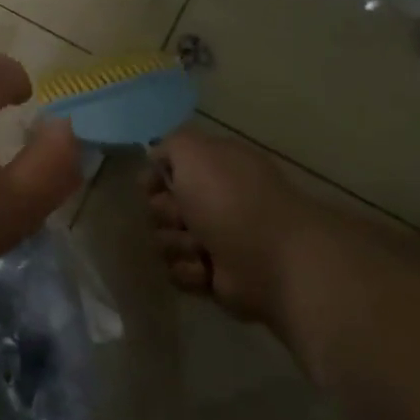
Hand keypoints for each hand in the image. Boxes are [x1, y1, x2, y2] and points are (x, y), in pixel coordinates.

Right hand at [143, 129, 312, 331]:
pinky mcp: (214, 276)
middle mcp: (215, 201)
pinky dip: (190, 271)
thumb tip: (156, 159)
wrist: (269, 258)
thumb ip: (170, 144)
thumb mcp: (194, 150)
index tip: (150, 186)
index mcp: (215, 168)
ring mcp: (215, 240)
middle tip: (184, 218)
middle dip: (165, 214)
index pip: (169, 169)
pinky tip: (209, 269)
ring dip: (177, 244)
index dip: (155, 178)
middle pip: (160, 207)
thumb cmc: (230, 198)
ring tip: (202, 248)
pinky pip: (179, 273)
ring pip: (165, 242)